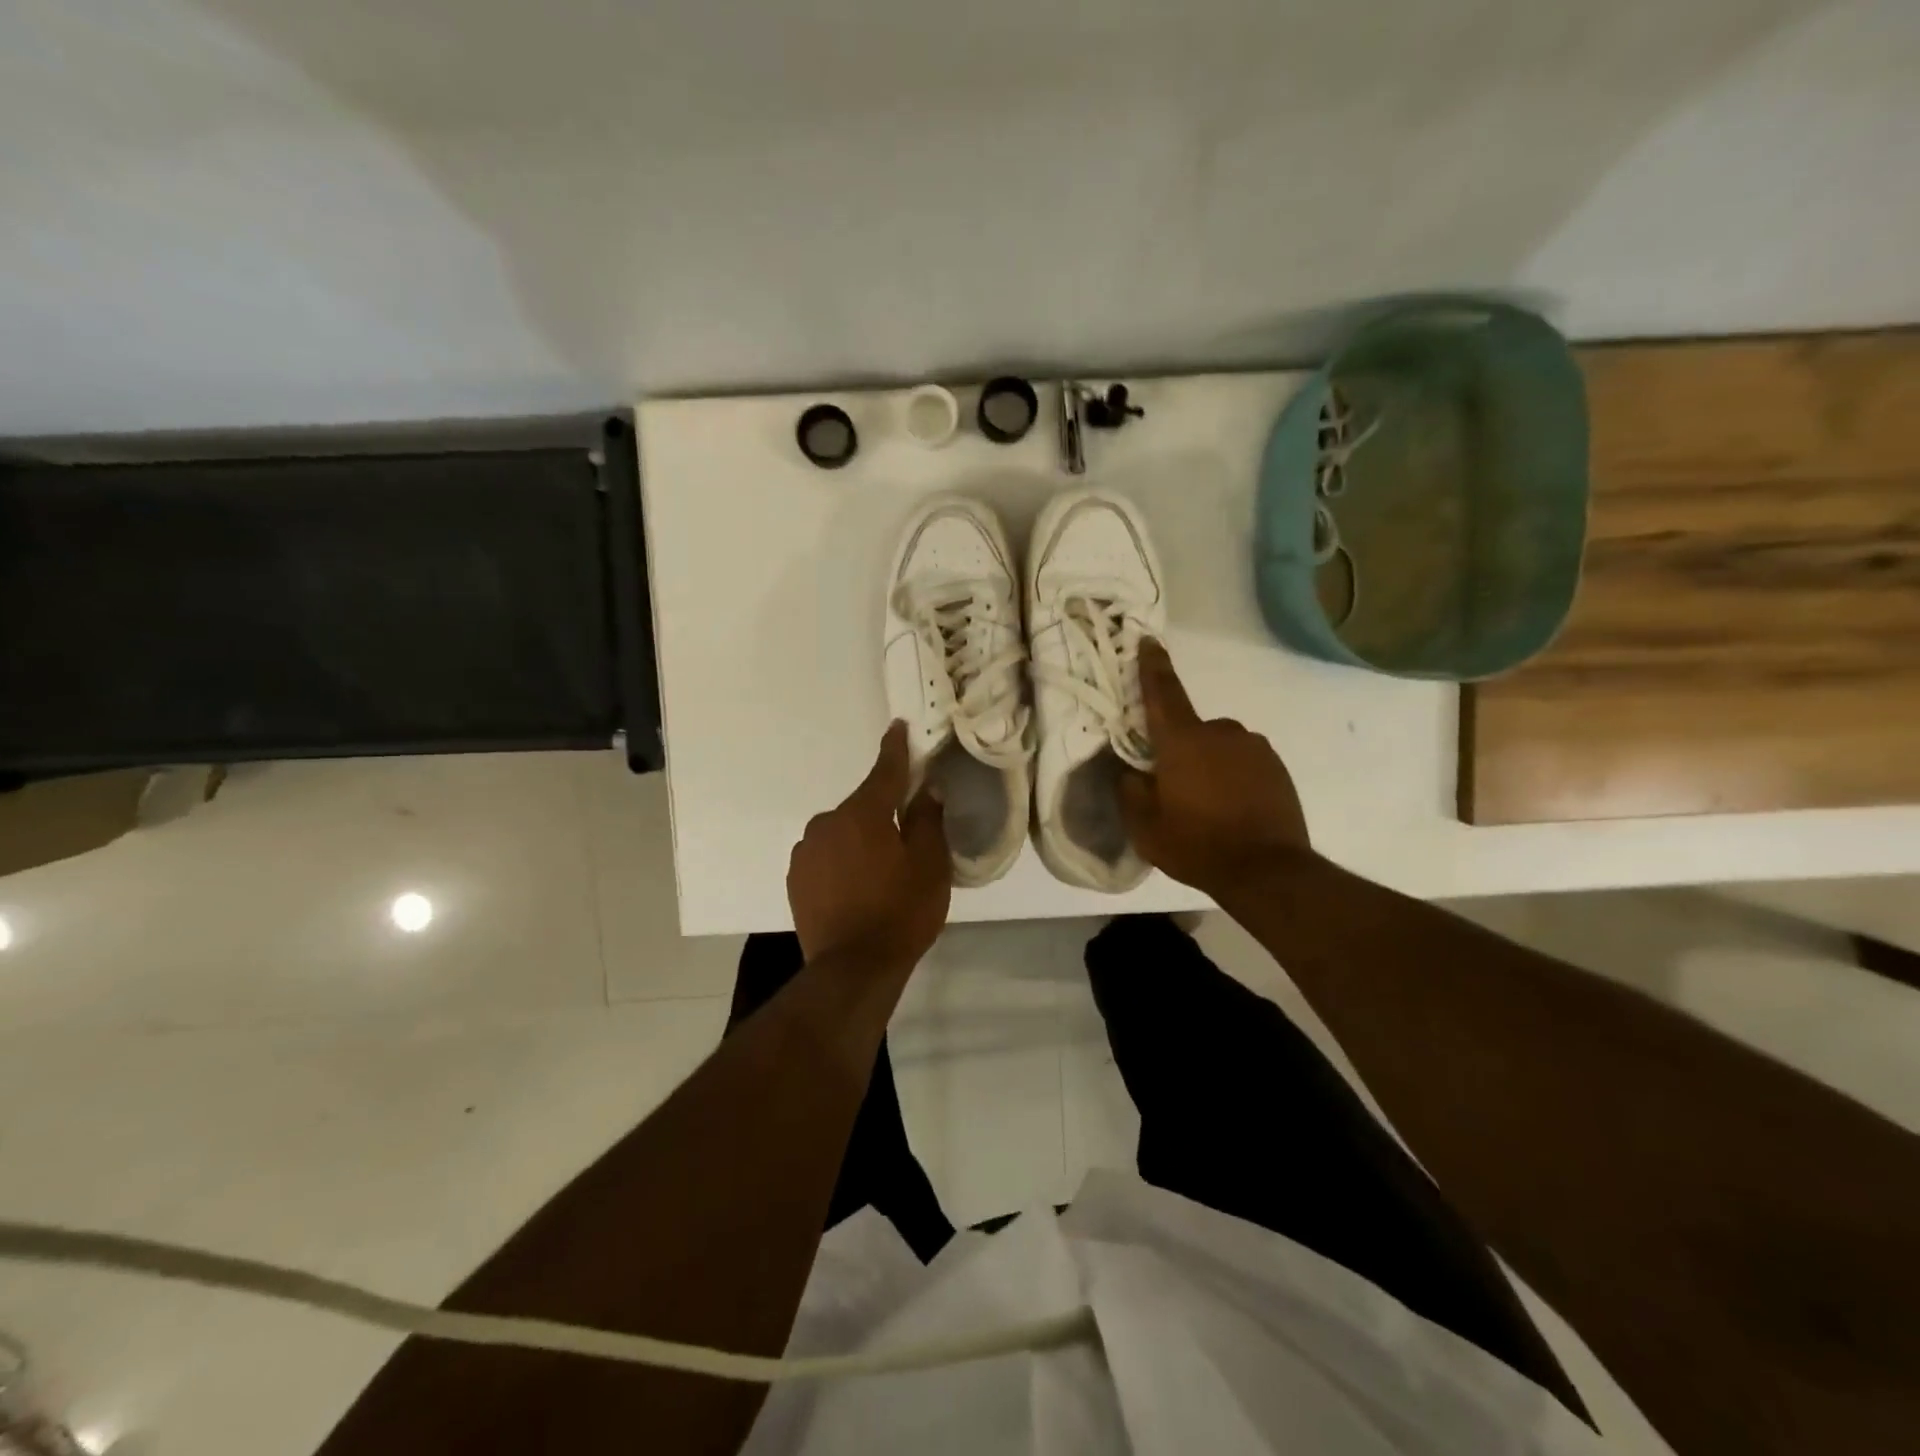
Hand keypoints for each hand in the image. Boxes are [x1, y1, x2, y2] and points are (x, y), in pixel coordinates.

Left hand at [788, 721, 950, 965]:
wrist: (852, 969)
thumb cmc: (900, 912)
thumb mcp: (930, 864)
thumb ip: (927, 819)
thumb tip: (925, 789)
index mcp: (862, 813)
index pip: (884, 771)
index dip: (895, 749)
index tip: (897, 727)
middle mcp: (827, 823)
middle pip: (863, 807)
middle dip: (883, 814)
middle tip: (906, 839)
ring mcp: (806, 851)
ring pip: (842, 833)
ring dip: (860, 841)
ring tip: (880, 874)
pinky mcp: (796, 879)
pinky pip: (826, 856)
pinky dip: (842, 862)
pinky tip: (856, 889)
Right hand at [1118, 640, 1311, 895]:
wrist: (1267, 871)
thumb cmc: (1196, 844)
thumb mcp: (1145, 826)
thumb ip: (1130, 790)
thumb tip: (1132, 772)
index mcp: (1182, 740)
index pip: (1163, 692)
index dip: (1153, 666)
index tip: (1149, 641)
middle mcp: (1220, 732)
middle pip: (1191, 730)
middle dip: (1181, 750)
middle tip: (1176, 788)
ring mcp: (1254, 748)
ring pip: (1220, 747)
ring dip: (1210, 765)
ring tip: (1209, 806)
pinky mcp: (1277, 767)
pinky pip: (1244, 763)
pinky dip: (1234, 778)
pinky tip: (1234, 810)